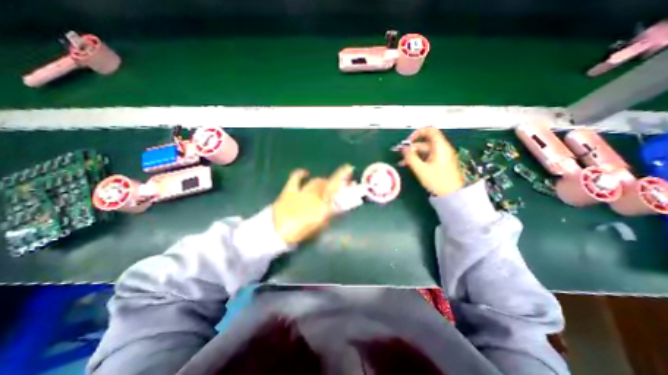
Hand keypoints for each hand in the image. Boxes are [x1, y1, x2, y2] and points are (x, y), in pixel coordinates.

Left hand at [270, 166, 354, 243]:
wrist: (276, 232)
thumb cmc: (299, 233)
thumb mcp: (317, 227)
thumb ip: (328, 216)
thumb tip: (335, 209)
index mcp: (322, 207)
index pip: (337, 192)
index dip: (344, 180)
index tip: (350, 170)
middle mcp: (314, 197)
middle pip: (328, 185)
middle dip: (335, 182)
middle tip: (338, 184)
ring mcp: (302, 192)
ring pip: (316, 182)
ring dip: (322, 181)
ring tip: (324, 183)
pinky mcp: (290, 190)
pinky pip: (296, 178)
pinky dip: (301, 174)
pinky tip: (306, 173)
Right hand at [401, 128, 465, 195]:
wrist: (451, 194)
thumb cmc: (437, 180)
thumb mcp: (421, 169)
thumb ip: (410, 157)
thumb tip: (403, 149)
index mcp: (440, 147)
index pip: (430, 131)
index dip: (417, 133)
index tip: (408, 141)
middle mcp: (441, 149)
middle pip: (424, 143)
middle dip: (411, 148)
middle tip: (401, 156)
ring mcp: (440, 156)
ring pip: (424, 151)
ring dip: (413, 155)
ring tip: (402, 163)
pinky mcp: (439, 163)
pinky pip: (426, 158)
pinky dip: (417, 160)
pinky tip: (409, 166)